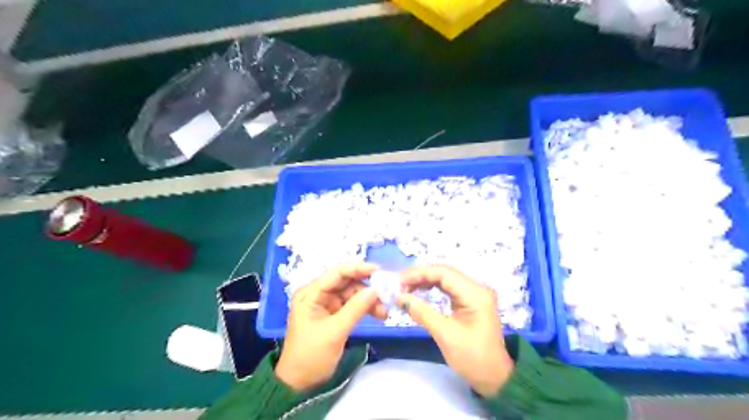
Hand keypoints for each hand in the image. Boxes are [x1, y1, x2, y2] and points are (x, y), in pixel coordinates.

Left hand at [275, 264, 385, 391]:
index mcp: (310, 293)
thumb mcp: (335, 331)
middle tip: (386, 294)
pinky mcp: (334, 314)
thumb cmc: (311, 355)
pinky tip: (378, 314)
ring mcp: (326, 304)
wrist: (300, 384)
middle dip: (366, 287)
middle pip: (346, 282)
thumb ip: (355, 308)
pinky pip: (353, 305)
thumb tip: (376, 289)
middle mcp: (318, 294)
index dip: (357, 269)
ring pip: (352, 293)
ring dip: (369, 299)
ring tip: (384, 311)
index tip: (379, 270)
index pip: (336, 273)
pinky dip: (365, 308)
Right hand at [397, 266, 515, 396]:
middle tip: (399, 284)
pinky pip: (449, 287)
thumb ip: (422, 312)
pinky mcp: (470, 300)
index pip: (444, 273)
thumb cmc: (472, 358)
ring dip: (425, 280)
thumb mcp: (445, 335)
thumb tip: (399, 297)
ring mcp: (474, 293)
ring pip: (445, 278)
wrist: (494, 378)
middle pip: (444, 272)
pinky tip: (420, 291)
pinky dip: (432, 287)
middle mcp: (477, 287)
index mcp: (475, 293)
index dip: (419, 273)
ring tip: (406, 287)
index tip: (399, 281)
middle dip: (420, 275)